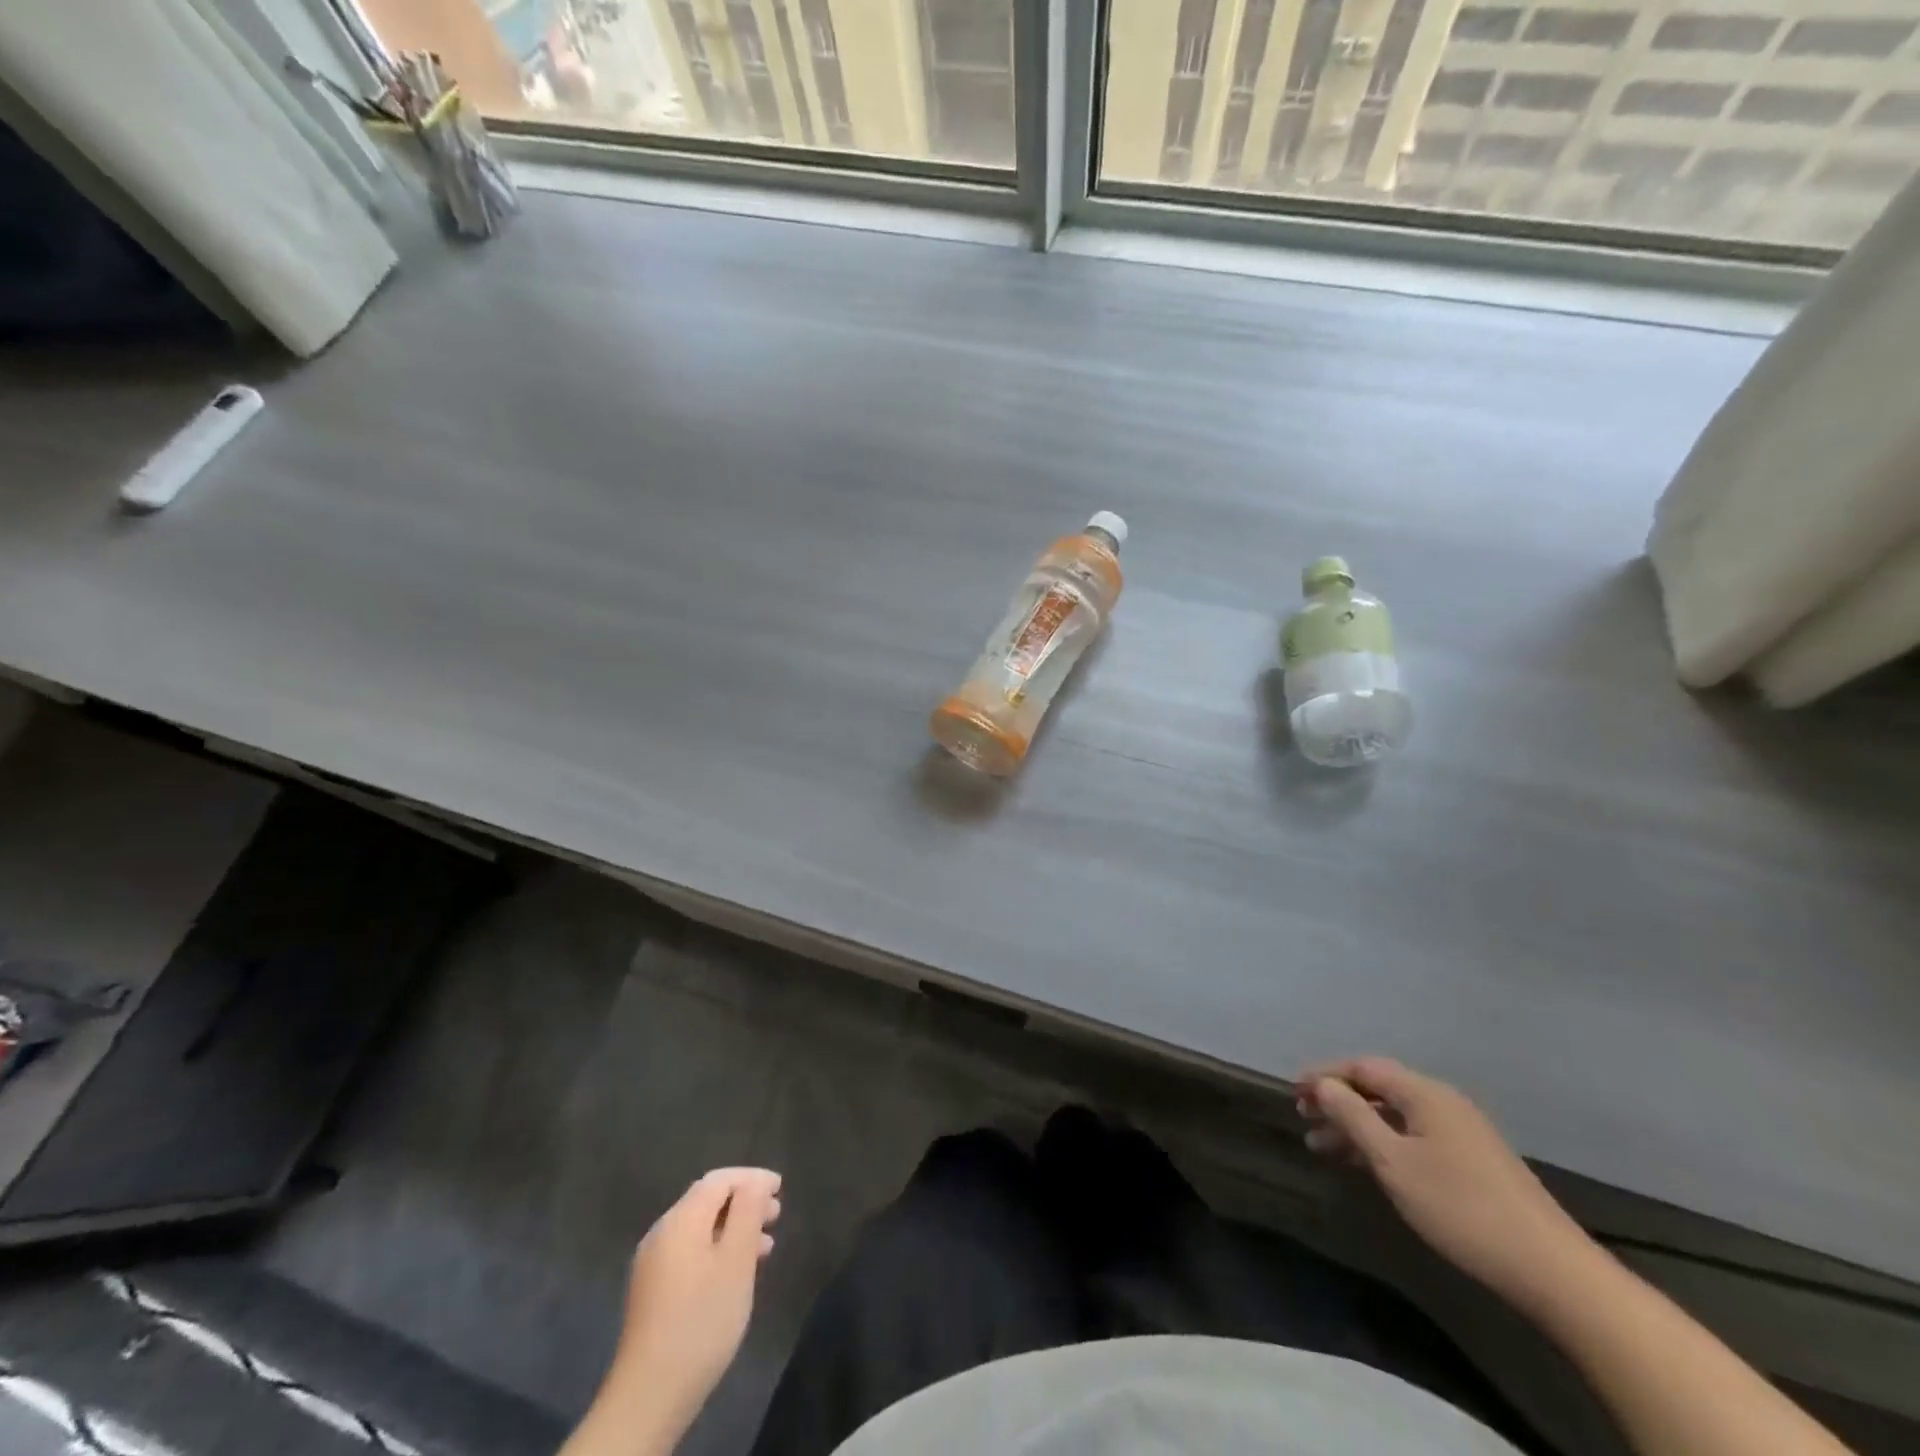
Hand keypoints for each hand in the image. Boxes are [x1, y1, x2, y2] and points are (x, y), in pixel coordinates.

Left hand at [608, 1167, 782, 1444]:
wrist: (649, 1396)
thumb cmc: (702, 1320)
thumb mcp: (736, 1261)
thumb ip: (748, 1211)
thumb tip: (756, 1182)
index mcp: (680, 1219)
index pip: (720, 1179)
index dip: (752, 1178)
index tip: (781, 1188)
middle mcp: (662, 1232)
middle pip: (707, 1201)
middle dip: (744, 1202)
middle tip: (776, 1215)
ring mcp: (652, 1264)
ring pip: (700, 1228)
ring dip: (733, 1228)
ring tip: (765, 1247)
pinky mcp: (651, 1291)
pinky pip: (689, 1252)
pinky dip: (716, 1249)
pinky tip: (735, 1273)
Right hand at [1296, 1057, 1593, 1313]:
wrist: (1549, 1269)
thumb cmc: (1460, 1207)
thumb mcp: (1393, 1161)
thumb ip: (1353, 1116)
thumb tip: (1324, 1084)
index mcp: (1424, 1093)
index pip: (1362, 1067)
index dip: (1324, 1075)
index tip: (1293, 1092)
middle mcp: (1443, 1102)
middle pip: (1378, 1088)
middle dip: (1337, 1100)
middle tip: (1303, 1117)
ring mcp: (1461, 1132)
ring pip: (1394, 1115)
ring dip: (1356, 1125)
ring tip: (1321, 1146)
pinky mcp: (1472, 1160)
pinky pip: (1412, 1136)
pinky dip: (1381, 1142)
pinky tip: (1365, 1163)